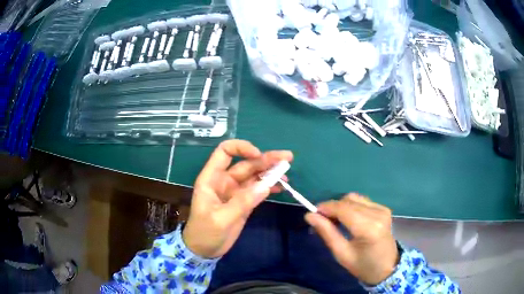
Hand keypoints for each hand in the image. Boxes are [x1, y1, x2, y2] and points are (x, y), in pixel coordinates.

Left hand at [183, 139, 292, 258]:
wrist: (204, 250)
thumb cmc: (205, 233)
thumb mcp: (221, 219)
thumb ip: (242, 202)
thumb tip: (266, 186)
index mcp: (212, 178)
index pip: (225, 152)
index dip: (242, 148)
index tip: (258, 155)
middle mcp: (224, 181)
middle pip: (246, 163)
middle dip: (266, 159)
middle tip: (287, 157)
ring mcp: (235, 191)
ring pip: (254, 176)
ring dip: (270, 172)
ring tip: (288, 171)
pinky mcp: (243, 202)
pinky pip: (258, 189)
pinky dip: (269, 186)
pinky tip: (281, 187)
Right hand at [305, 194, 398, 284]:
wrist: (387, 268)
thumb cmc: (363, 266)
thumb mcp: (341, 254)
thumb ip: (327, 233)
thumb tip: (310, 215)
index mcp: (369, 228)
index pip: (343, 209)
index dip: (326, 208)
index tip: (312, 213)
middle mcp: (377, 214)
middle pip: (348, 201)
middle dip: (332, 207)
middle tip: (322, 220)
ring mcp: (382, 209)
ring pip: (354, 198)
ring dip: (341, 206)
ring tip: (335, 220)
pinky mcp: (384, 209)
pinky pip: (362, 201)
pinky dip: (351, 206)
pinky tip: (349, 219)